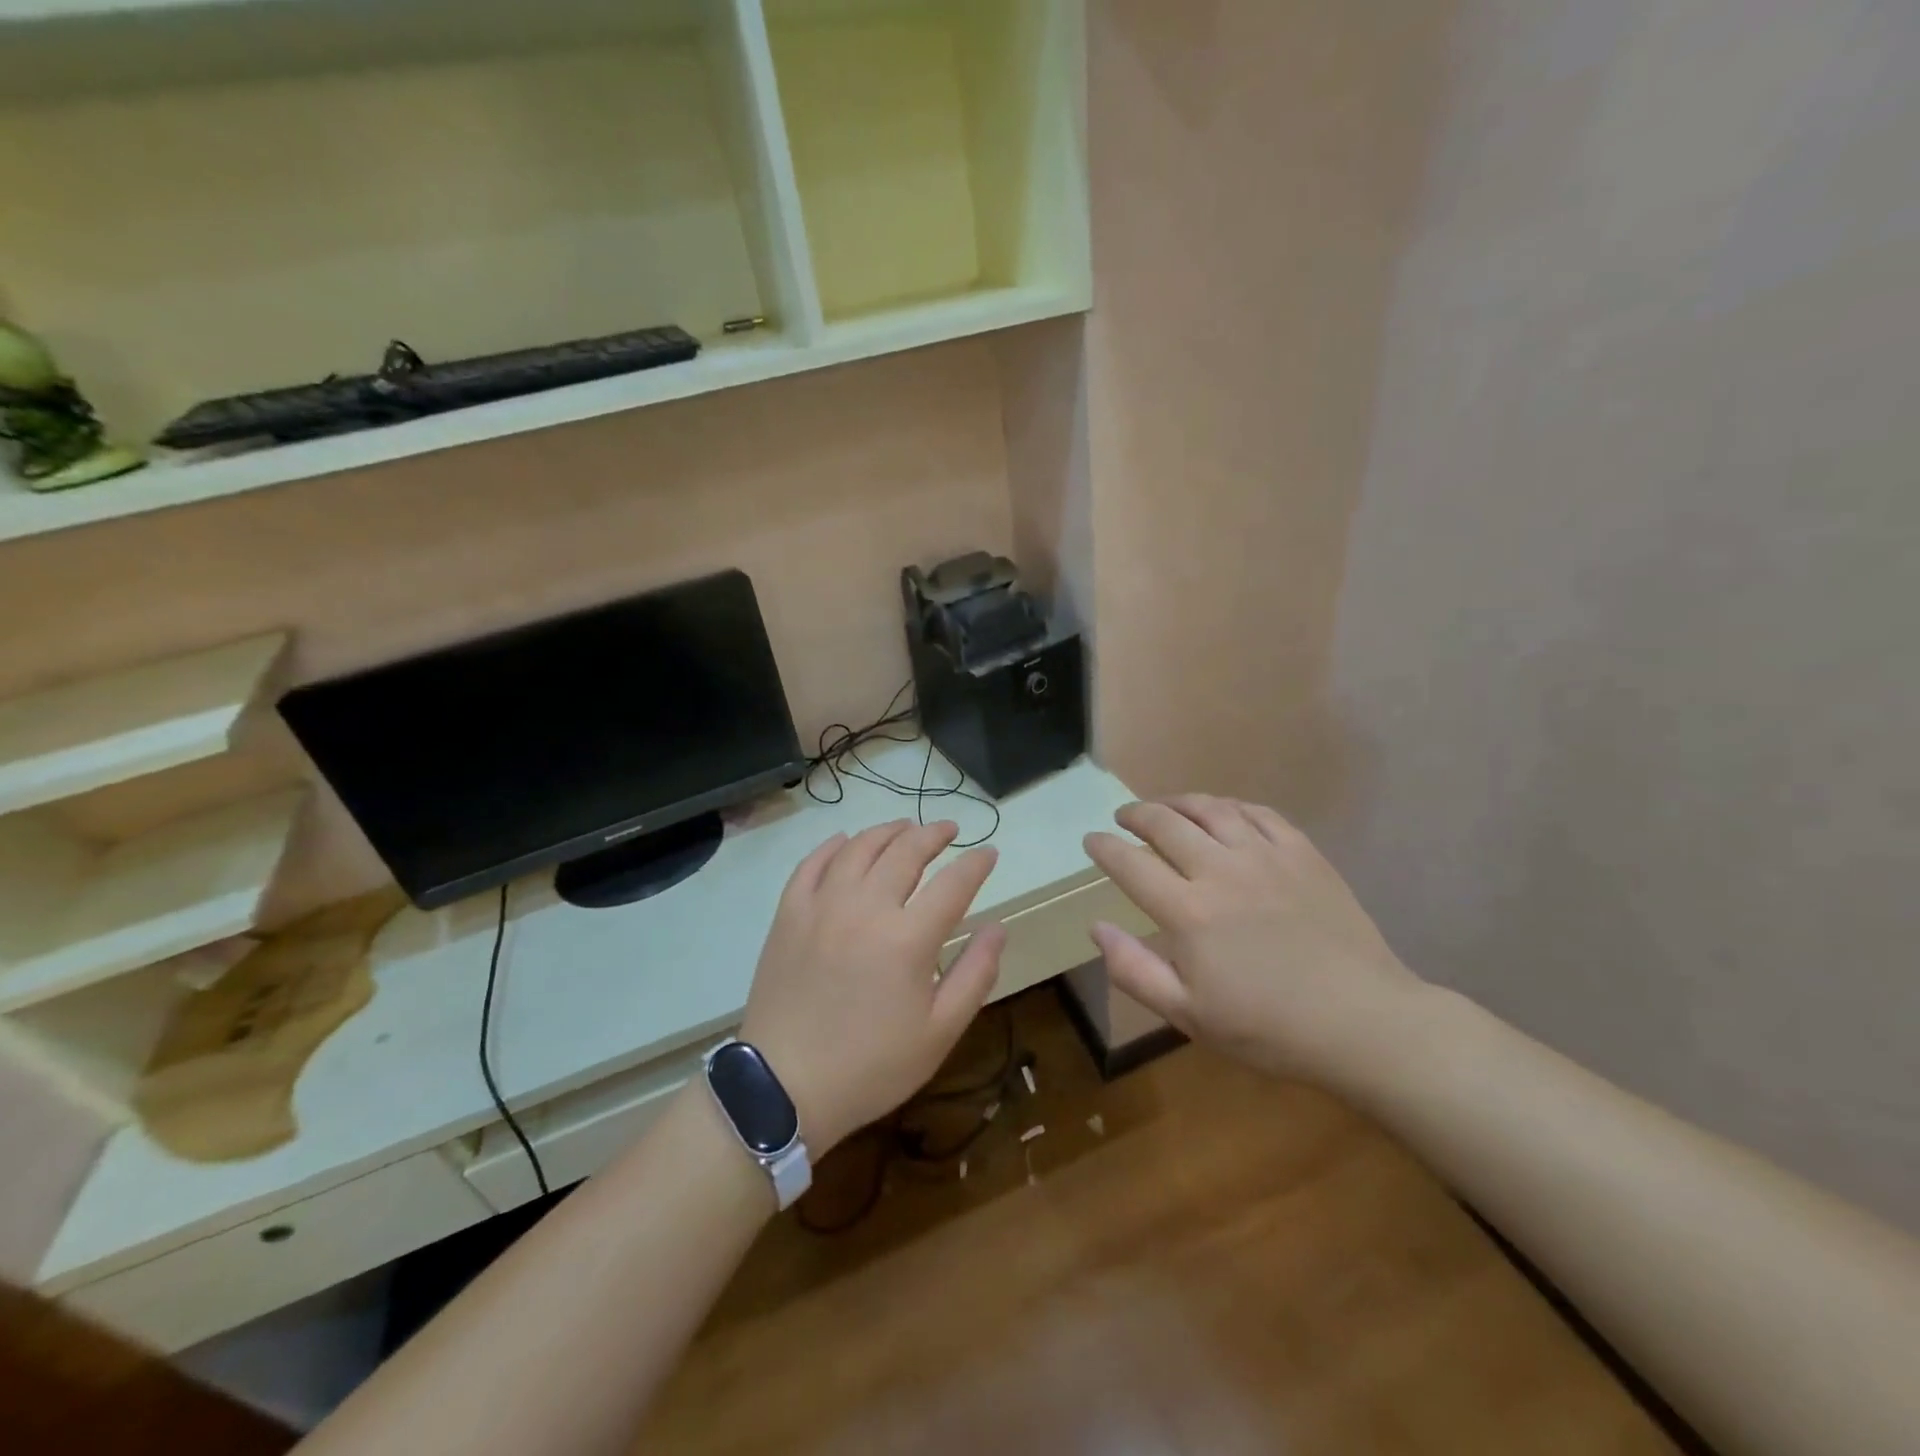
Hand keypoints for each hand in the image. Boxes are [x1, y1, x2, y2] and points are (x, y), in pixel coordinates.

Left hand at [741, 820, 1007, 1153]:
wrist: (784, 1087)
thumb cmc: (872, 1065)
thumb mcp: (939, 1032)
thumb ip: (975, 974)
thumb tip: (997, 928)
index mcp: (908, 938)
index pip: (953, 882)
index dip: (976, 863)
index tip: (988, 853)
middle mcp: (866, 907)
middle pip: (906, 851)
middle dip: (934, 834)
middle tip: (949, 830)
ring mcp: (822, 905)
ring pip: (860, 847)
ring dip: (888, 831)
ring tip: (906, 828)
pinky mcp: (789, 913)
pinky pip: (812, 864)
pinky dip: (833, 846)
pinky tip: (845, 841)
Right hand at [1084, 795, 1427, 1085]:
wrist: (1363, 1022)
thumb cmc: (1269, 1028)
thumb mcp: (1188, 1015)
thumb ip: (1134, 970)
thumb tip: (1096, 927)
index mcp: (1188, 912)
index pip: (1131, 863)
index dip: (1104, 847)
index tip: (1091, 840)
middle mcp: (1221, 870)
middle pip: (1166, 823)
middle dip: (1136, 814)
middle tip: (1124, 817)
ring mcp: (1266, 856)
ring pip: (1211, 809)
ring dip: (1178, 802)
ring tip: (1165, 806)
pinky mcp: (1303, 853)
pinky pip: (1258, 813)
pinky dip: (1230, 806)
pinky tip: (1223, 812)